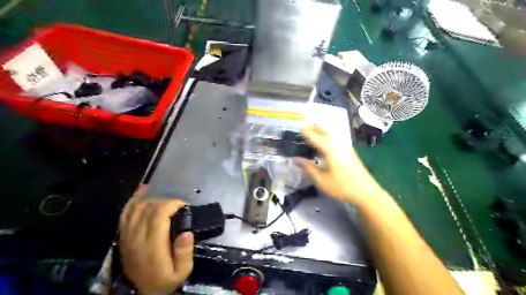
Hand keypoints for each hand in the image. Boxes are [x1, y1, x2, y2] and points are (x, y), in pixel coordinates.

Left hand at [119, 198, 191, 294]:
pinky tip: (144, 194)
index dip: (172, 204)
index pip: (158, 214)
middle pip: (149, 207)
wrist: (139, 292)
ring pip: (137, 206)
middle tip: (178, 208)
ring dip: (153, 200)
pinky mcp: (122, 234)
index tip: (183, 207)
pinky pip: (126, 212)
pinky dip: (135, 200)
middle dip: (166, 202)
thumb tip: (187, 232)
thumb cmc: (163, 281)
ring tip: (165, 206)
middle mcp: (137, 236)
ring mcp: (127, 234)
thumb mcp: (181, 273)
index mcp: (152, 245)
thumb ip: (184, 253)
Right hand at [295, 124, 378, 204]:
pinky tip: (321, 146)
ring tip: (308, 135)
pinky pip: (333, 139)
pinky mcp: (348, 151)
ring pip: (329, 134)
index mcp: (329, 148)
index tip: (292, 130)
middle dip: (311, 127)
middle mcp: (337, 143)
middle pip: (322, 130)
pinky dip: (325, 137)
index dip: (303, 131)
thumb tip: (294, 159)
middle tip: (299, 129)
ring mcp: (344, 146)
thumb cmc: (341, 187)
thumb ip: (307, 167)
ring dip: (318, 131)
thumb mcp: (320, 180)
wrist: (366, 193)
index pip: (313, 135)